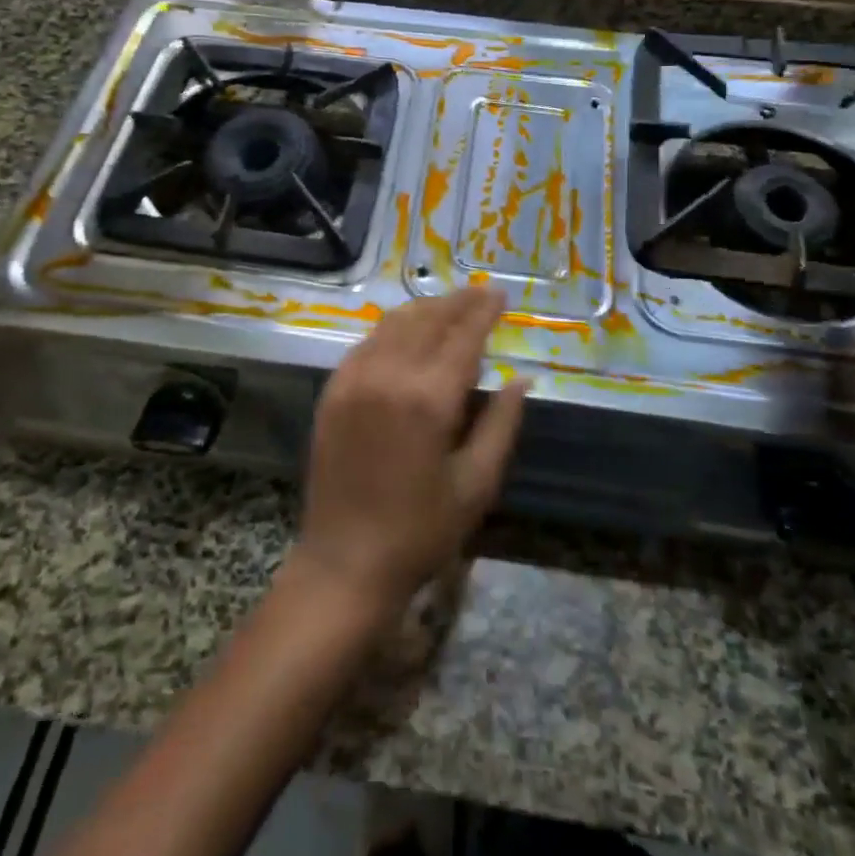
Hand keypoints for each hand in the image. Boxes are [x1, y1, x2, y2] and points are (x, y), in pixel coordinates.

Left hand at [295, 287, 528, 621]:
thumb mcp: (476, 484)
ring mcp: (354, 379)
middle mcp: (389, 375)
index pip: (464, 336)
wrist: (345, 562)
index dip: (484, 311)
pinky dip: (393, 328)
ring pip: (394, 323)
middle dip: (457, 302)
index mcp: (429, 399)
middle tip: (481, 292)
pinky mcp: (333, 390)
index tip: (501, 294)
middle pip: (428, 320)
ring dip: (425, 309)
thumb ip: (501, 424)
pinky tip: (407, 331)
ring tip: (450, 305)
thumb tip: (521, 379)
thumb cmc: (421, 531)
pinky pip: (367, 342)